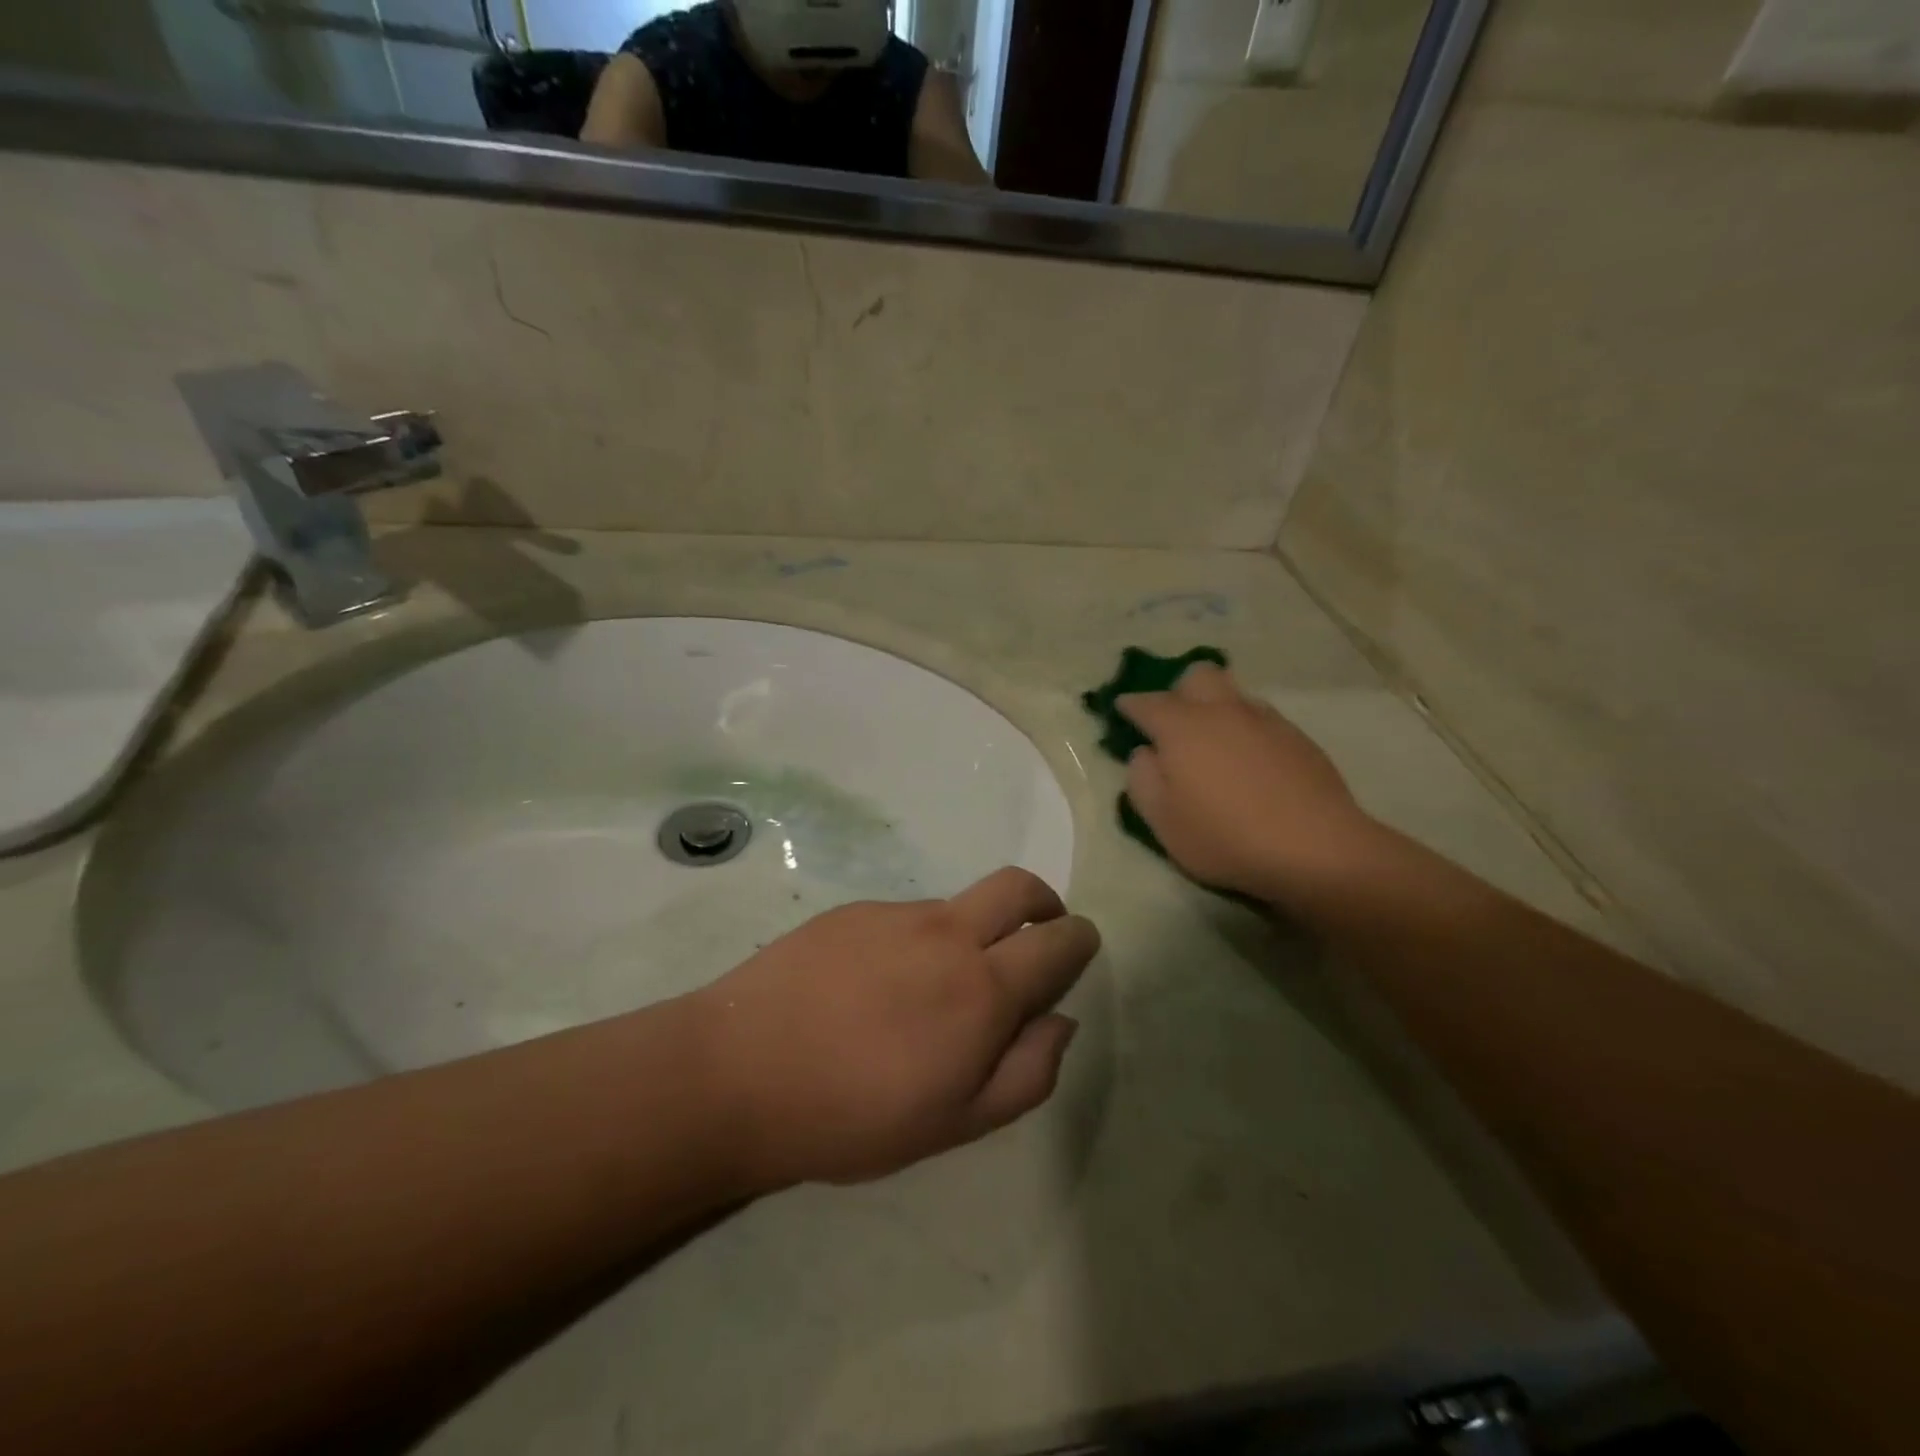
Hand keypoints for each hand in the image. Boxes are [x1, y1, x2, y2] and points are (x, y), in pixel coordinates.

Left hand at [687, 868, 1099, 1187]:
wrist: (739, 1072)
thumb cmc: (855, 1115)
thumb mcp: (956, 1123)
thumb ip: (1027, 1073)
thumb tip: (1059, 1020)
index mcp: (983, 987)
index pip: (1058, 940)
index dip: (1078, 941)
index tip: (1077, 951)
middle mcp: (947, 933)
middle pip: (1018, 886)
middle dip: (1044, 903)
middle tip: (1038, 935)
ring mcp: (895, 915)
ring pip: (958, 906)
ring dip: (972, 932)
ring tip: (933, 992)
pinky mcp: (852, 911)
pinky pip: (906, 918)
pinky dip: (918, 941)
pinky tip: (877, 988)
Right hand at [1118, 663, 1379, 904]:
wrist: (1315, 848)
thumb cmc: (1224, 836)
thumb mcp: (1162, 820)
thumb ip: (1142, 780)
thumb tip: (1146, 753)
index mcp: (1182, 727)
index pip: (1146, 702)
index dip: (1130, 705)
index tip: (1122, 710)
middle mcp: (1222, 711)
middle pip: (1197, 676)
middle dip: (1179, 691)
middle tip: (1174, 724)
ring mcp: (1265, 721)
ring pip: (1233, 694)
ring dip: (1216, 708)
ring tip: (1214, 743)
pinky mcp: (1298, 738)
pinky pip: (1262, 718)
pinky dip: (1246, 729)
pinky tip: (1250, 762)